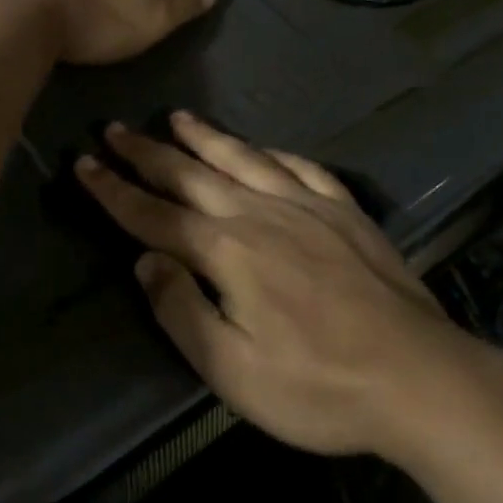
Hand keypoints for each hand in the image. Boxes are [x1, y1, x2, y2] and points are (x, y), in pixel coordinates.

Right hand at [76, 112, 469, 457]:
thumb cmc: (318, 385)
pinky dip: (271, 152)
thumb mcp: (233, 370)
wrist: (418, 375)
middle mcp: (259, 212)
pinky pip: (299, 167)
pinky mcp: (343, 210)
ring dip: (204, 137)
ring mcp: (305, 205)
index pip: (153, 214)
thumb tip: (145, 259)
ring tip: (176, 117)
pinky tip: (261, 148)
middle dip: (147, 152)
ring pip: (242, 158)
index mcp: (227, 250)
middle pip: (190, 174)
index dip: (114, 190)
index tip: (84, 163)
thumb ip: (181, 310)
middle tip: (115, 128)